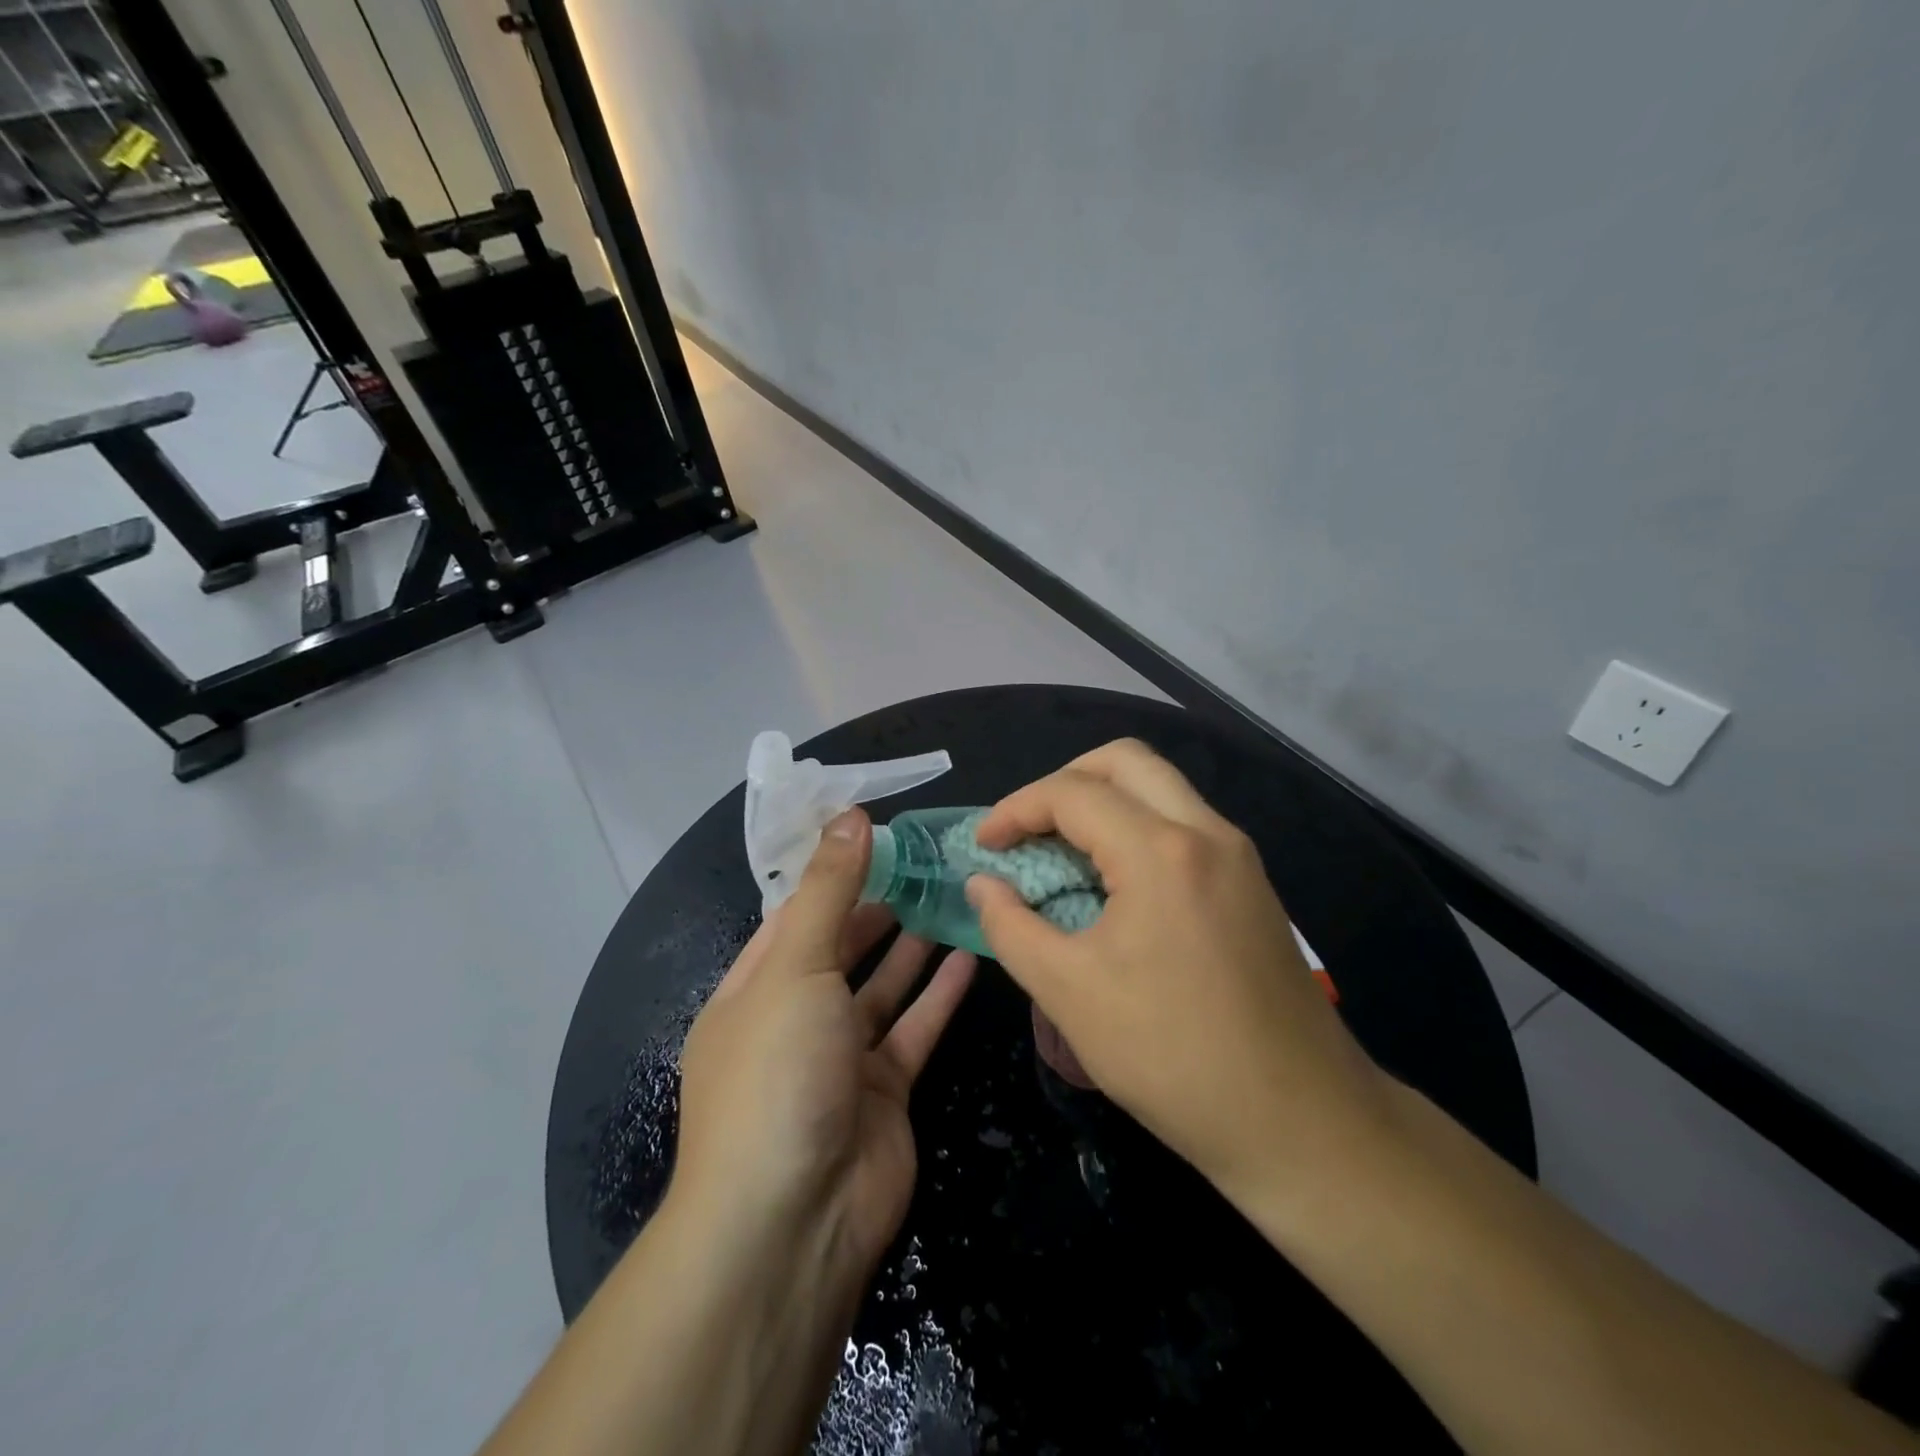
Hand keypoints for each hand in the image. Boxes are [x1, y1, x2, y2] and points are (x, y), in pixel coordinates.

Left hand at [672, 807, 976, 1288]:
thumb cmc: (778, 1072)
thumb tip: (849, 814)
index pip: (795, 915)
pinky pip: (915, 1029)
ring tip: (953, 895)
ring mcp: (841, 1058)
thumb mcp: (796, 966)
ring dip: (914, 945)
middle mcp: (795, 1018)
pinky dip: (939, 994)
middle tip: (930, 862)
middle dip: (880, 907)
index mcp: (754, 989)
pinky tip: (970, 954)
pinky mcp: (886, 1091)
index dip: (834, 874)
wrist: (795, 1221)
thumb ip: (828, 889)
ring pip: (883, 987)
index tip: (880, 836)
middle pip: (841, 948)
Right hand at [966, 739, 1391, 1205]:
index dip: (1015, 810)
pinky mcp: (1251, 883)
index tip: (984, 846)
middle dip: (1064, 781)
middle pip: (1125, 760)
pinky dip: (1137, 826)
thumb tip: (983, 884)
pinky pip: (1183, 822)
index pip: (1072, 792)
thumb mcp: (1069, 993)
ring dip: (1104, 800)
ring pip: (1161, 786)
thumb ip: (1011, 927)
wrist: (1300, 1122)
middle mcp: (1207, 832)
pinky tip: (1113, 881)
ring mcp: (1238, 855)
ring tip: (1063, 851)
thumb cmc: (1172, 1056)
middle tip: (1029, 828)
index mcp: (1160, 851)